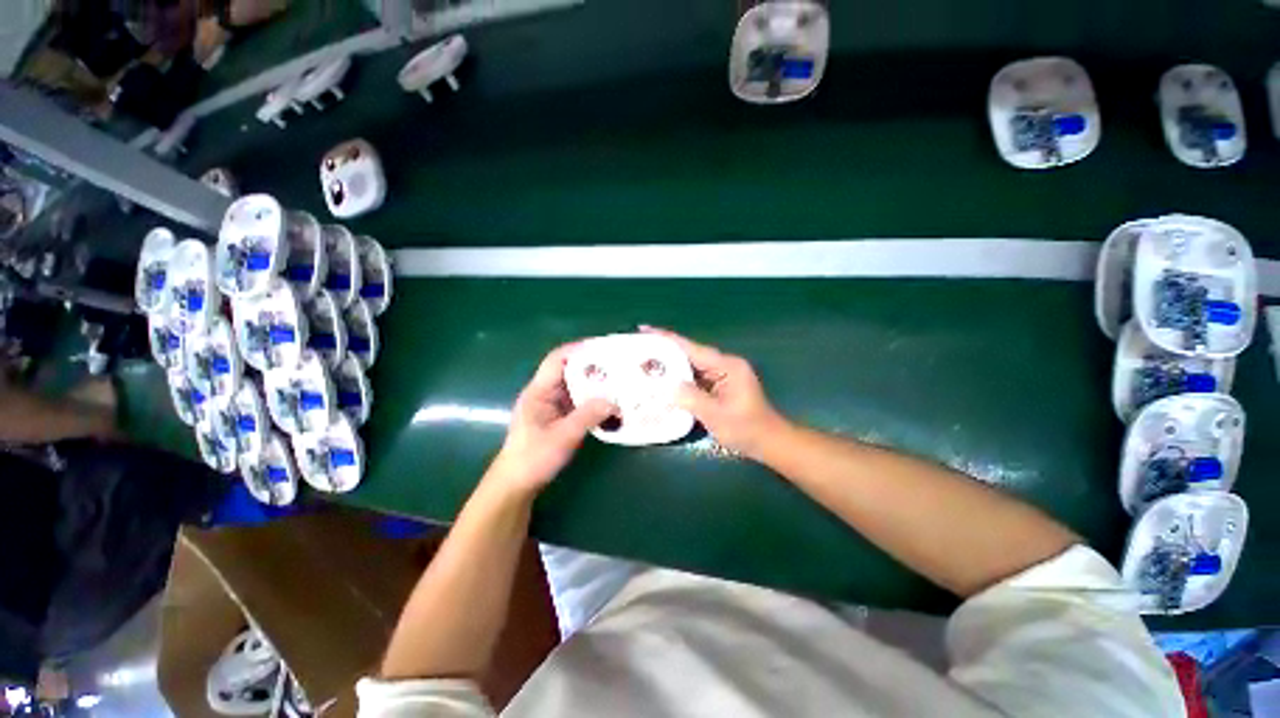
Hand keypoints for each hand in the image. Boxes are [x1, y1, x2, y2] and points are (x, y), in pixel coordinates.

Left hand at [488, 344, 614, 495]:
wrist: (516, 484)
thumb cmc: (533, 458)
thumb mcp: (563, 436)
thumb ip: (587, 416)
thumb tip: (613, 401)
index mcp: (539, 391)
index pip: (557, 360)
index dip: (578, 349)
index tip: (602, 347)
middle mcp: (544, 393)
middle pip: (569, 370)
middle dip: (592, 366)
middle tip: (618, 364)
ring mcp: (550, 406)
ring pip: (574, 386)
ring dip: (593, 383)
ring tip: (618, 381)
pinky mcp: (556, 417)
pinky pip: (576, 401)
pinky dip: (591, 399)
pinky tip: (607, 403)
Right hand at [641, 327, 787, 460]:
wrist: (769, 443)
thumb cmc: (746, 429)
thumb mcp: (716, 415)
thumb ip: (690, 398)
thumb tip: (666, 386)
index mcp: (726, 366)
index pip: (691, 348)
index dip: (666, 339)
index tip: (644, 329)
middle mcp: (723, 365)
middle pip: (689, 354)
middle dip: (664, 351)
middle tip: (637, 349)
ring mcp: (722, 375)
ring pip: (690, 366)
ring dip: (670, 366)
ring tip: (644, 364)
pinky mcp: (719, 385)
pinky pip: (695, 377)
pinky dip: (679, 378)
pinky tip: (663, 382)